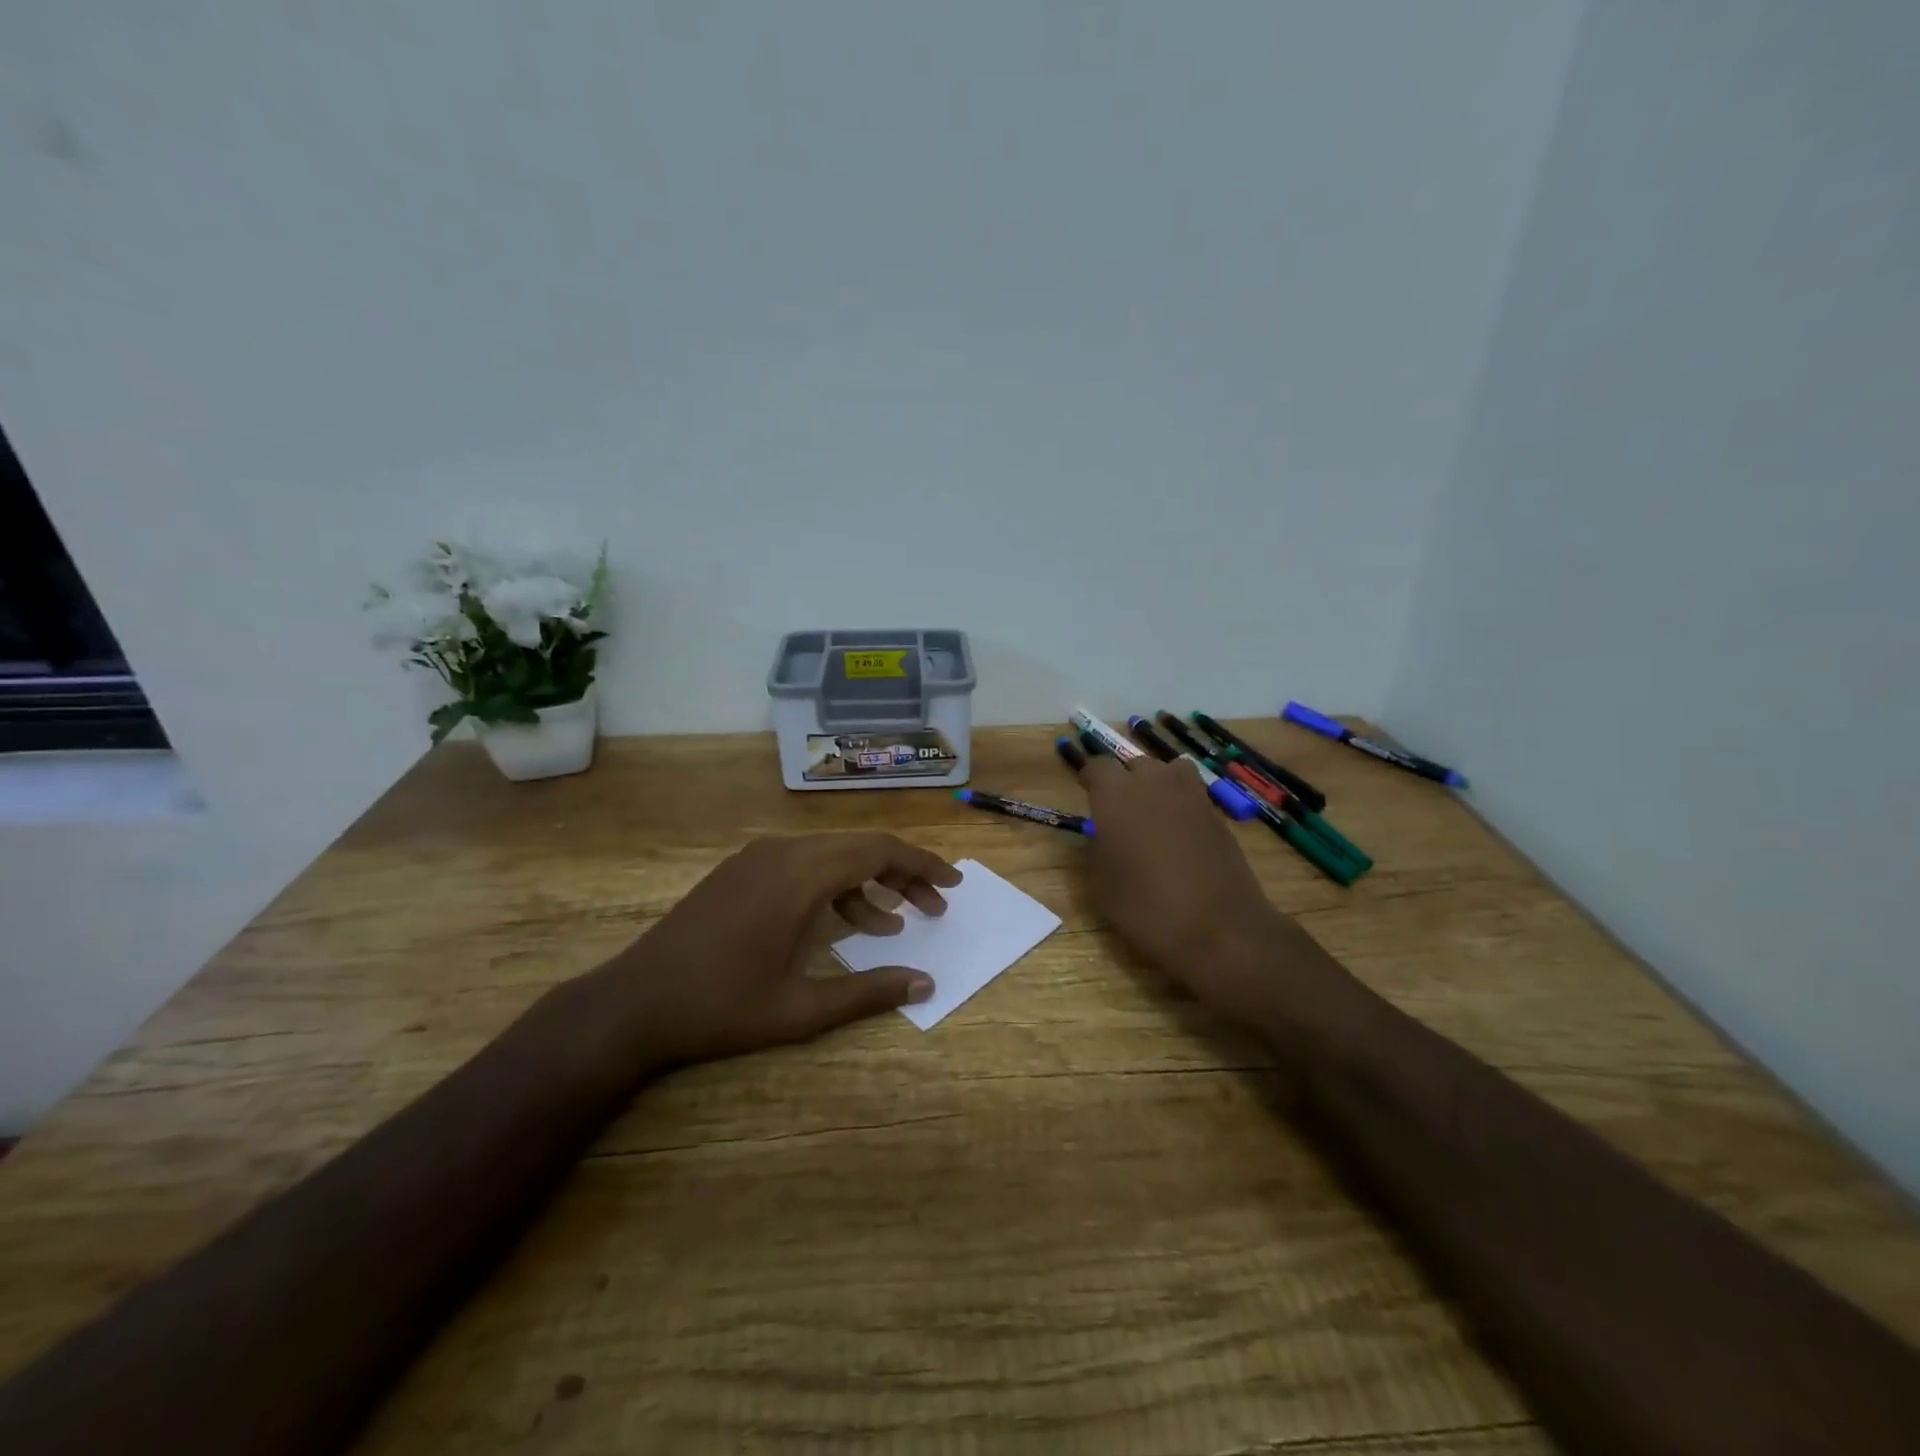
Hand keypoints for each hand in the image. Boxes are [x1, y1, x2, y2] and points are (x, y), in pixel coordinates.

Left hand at [615, 832, 961, 1066]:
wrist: (633, 1003)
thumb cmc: (720, 1008)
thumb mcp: (801, 1009)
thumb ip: (868, 992)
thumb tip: (927, 983)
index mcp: (800, 875)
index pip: (878, 851)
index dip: (922, 864)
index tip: (952, 885)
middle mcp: (782, 852)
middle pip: (859, 847)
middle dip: (901, 874)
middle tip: (933, 908)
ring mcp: (757, 858)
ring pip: (831, 855)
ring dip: (867, 882)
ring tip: (894, 924)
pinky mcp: (741, 870)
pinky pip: (803, 865)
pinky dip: (833, 887)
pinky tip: (843, 924)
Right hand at [1078, 756, 1336, 1028]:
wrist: (1220, 929)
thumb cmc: (1148, 909)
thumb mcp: (1103, 885)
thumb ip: (1098, 849)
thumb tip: (1103, 836)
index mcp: (1115, 795)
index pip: (1097, 766)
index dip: (1090, 779)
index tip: (1087, 796)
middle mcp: (1153, 783)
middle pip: (1134, 765)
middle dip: (1124, 782)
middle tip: (1119, 814)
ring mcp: (1190, 794)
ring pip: (1168, 771)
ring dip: (1157, 785)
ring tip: (1152, 816)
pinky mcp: (1216, 812)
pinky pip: (1191, 793)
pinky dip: (1181, 804)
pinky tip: (1179, 835)